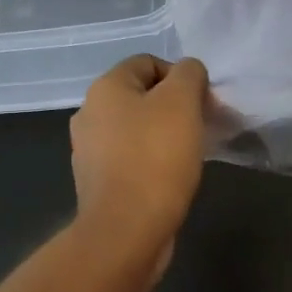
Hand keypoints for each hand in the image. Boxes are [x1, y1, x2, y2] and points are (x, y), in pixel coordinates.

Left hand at [69, 55, 209, 255]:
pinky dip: (152, 161)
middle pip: (142, 96)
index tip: (202, 102)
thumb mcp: (182, 102)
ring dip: (165, 135)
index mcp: (105, 88)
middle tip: (200, 126)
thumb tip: (189, 74)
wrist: (127, 229)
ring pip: (137, 128)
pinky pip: (131, 158)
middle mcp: (89, 114)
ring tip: (189, 154)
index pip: (148, 62)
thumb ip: (189, 75)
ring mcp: (90, 150)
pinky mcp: (98, 182)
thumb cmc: (156, 157)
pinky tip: (170, 177)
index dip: (180, 76)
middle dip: (175, 106)